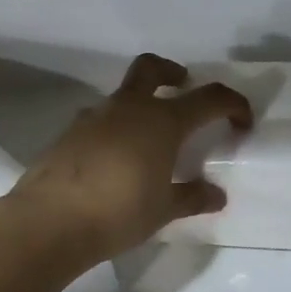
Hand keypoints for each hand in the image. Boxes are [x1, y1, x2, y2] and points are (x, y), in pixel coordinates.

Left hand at [11, 53, 252, 268]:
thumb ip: (193, 197)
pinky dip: (114, 129)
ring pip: (122, 95)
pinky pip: (99, 120)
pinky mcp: (69, 134)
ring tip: (147, 142)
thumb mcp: (164, 210)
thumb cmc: (119, 213)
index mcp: (162, 121)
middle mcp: (129, 108)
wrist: (49, 222)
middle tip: (182, 87)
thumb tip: (216, 195)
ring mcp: (94, 117)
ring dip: (139, 105)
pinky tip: (114, 161)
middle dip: (171, 72)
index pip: (210, 98)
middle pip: (152, 68)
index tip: (242, 121)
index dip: (232, 104)